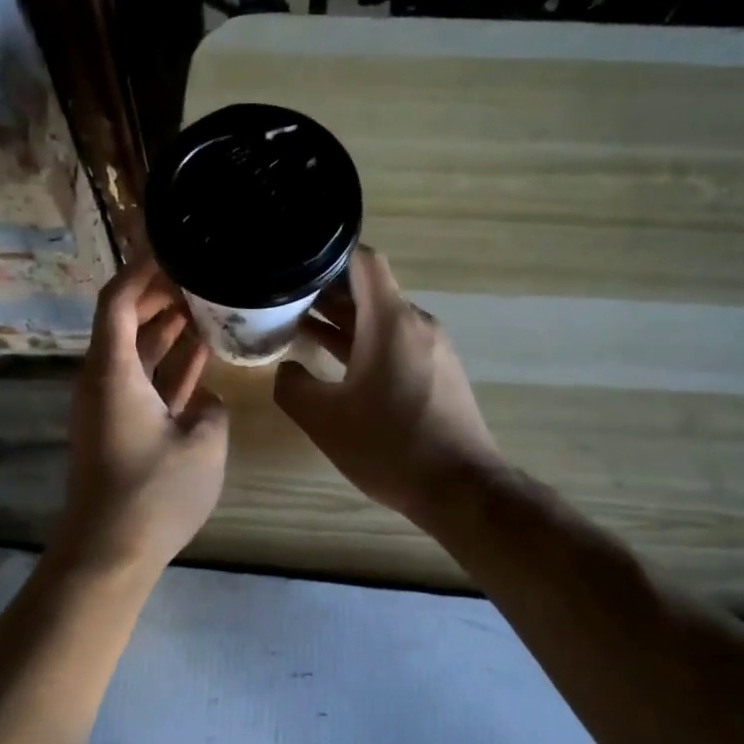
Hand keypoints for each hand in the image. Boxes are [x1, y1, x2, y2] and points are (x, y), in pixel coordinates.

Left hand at [54, 255, 228, 577]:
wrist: (109, 551)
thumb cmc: (154, 493)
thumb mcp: (203, 444)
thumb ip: (211, 408)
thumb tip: (206, 399)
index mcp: (113, 371)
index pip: (118, 300)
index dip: (142, 269)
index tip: (174, 246)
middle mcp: (105, 380)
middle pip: (125, 321)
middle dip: (158, 294)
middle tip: (200, 274)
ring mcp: (111, 405)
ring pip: (137, 352)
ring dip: (166, 328)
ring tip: (206, 304)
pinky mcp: (121, 428)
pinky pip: (144, 382)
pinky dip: (168, 366)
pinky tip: (200, 354)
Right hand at [274, 247, 505, 523]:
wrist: (460, 488)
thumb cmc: (389, 445)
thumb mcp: (323, 419)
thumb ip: (292, 385)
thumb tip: (287, 370)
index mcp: (390, 321)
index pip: (363, 260)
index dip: (328, 255)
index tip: (295, 265)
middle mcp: (416, 324)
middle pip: (369, 291)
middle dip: (326, 293)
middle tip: (283, 301)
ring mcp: (432, 349)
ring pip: (381, 320)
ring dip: (344, 322)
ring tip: (300, 329)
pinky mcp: (439, 373)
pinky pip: (396, 344)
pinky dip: (365, 344)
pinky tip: (337, 366)